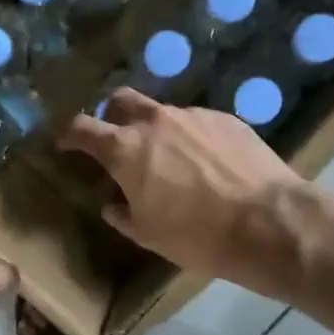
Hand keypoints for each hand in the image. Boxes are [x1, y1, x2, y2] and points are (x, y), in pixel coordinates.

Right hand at [58, 89, 308, 293]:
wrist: (267, 222)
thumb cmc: (197, 235)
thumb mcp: (148, 234)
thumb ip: (123, 214)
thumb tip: (113, 204)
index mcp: (126, 149)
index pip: (82, 128)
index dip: (69, 134)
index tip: (66, 143)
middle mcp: (155, 121)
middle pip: (120, 100)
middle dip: (111, 115)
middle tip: (117, 140)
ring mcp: (193, 115)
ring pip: (162, 112)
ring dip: (156, 130)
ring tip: (171, 160)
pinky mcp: (226, 119)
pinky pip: (197, 122)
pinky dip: (191, 137)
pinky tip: (207, 163)